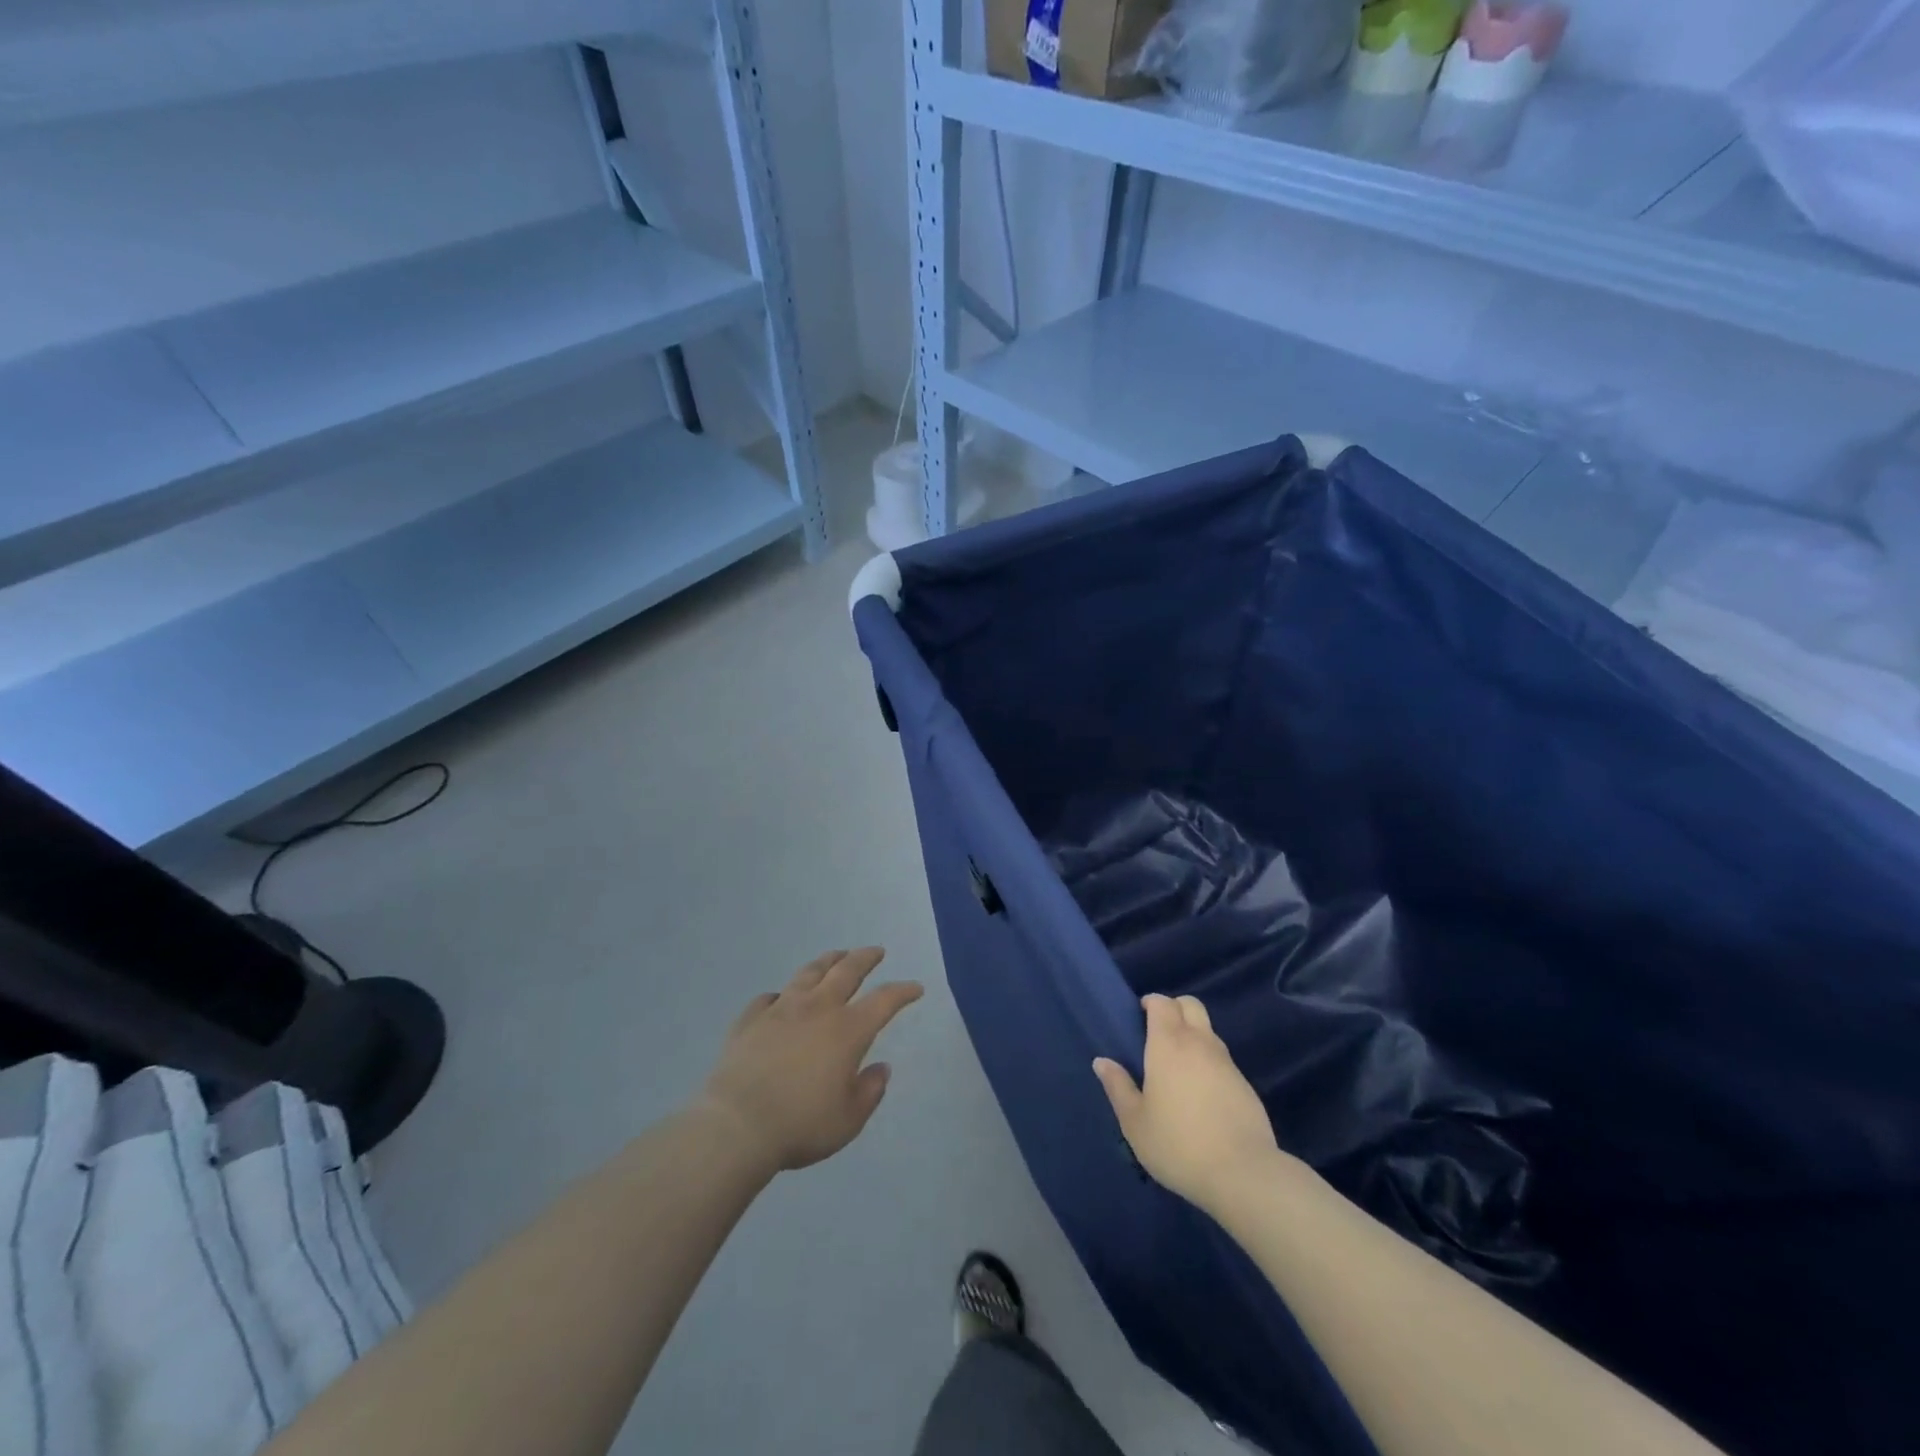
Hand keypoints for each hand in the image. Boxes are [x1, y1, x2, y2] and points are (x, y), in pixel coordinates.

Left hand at [700, 948, 922, 1174]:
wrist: (736, 1124)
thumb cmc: (801, 1124)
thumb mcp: (848, 1120)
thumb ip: (869, 1092)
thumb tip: (880, 1069)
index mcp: (847, 1030)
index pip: (884, 1001)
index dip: (903, 992)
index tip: (916, 988)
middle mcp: (817, 1009)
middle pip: (846, 971)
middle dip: (865, 958)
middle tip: (876, 951)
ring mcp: (781, 1009)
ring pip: (809, 973)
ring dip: (827, 961)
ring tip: (836, 955)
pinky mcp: (750, 1020)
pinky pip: (768, 998)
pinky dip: (780, 995)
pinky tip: (780, 998)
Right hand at [1094, 993, 1285, 1215]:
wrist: (1243, 1174)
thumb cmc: (1178, 1144)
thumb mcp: (1135, 1122)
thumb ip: (1118, 1087)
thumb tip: (1102, 1061)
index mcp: (1169, 1045)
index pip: (1162, 1003)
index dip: (1151, 1002)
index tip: (1139, 1016)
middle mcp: (1200, 1044)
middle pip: (1190, 1005)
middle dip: (1174, 1009)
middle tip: (1158, 1033)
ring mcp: (1227, 1063)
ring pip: (1208, 1031)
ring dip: (1192, 1035)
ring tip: (1177, 1068)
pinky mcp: (1245, 1085)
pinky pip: (1222, 1059)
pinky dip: (1208, 1062)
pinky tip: (1201, 1095)